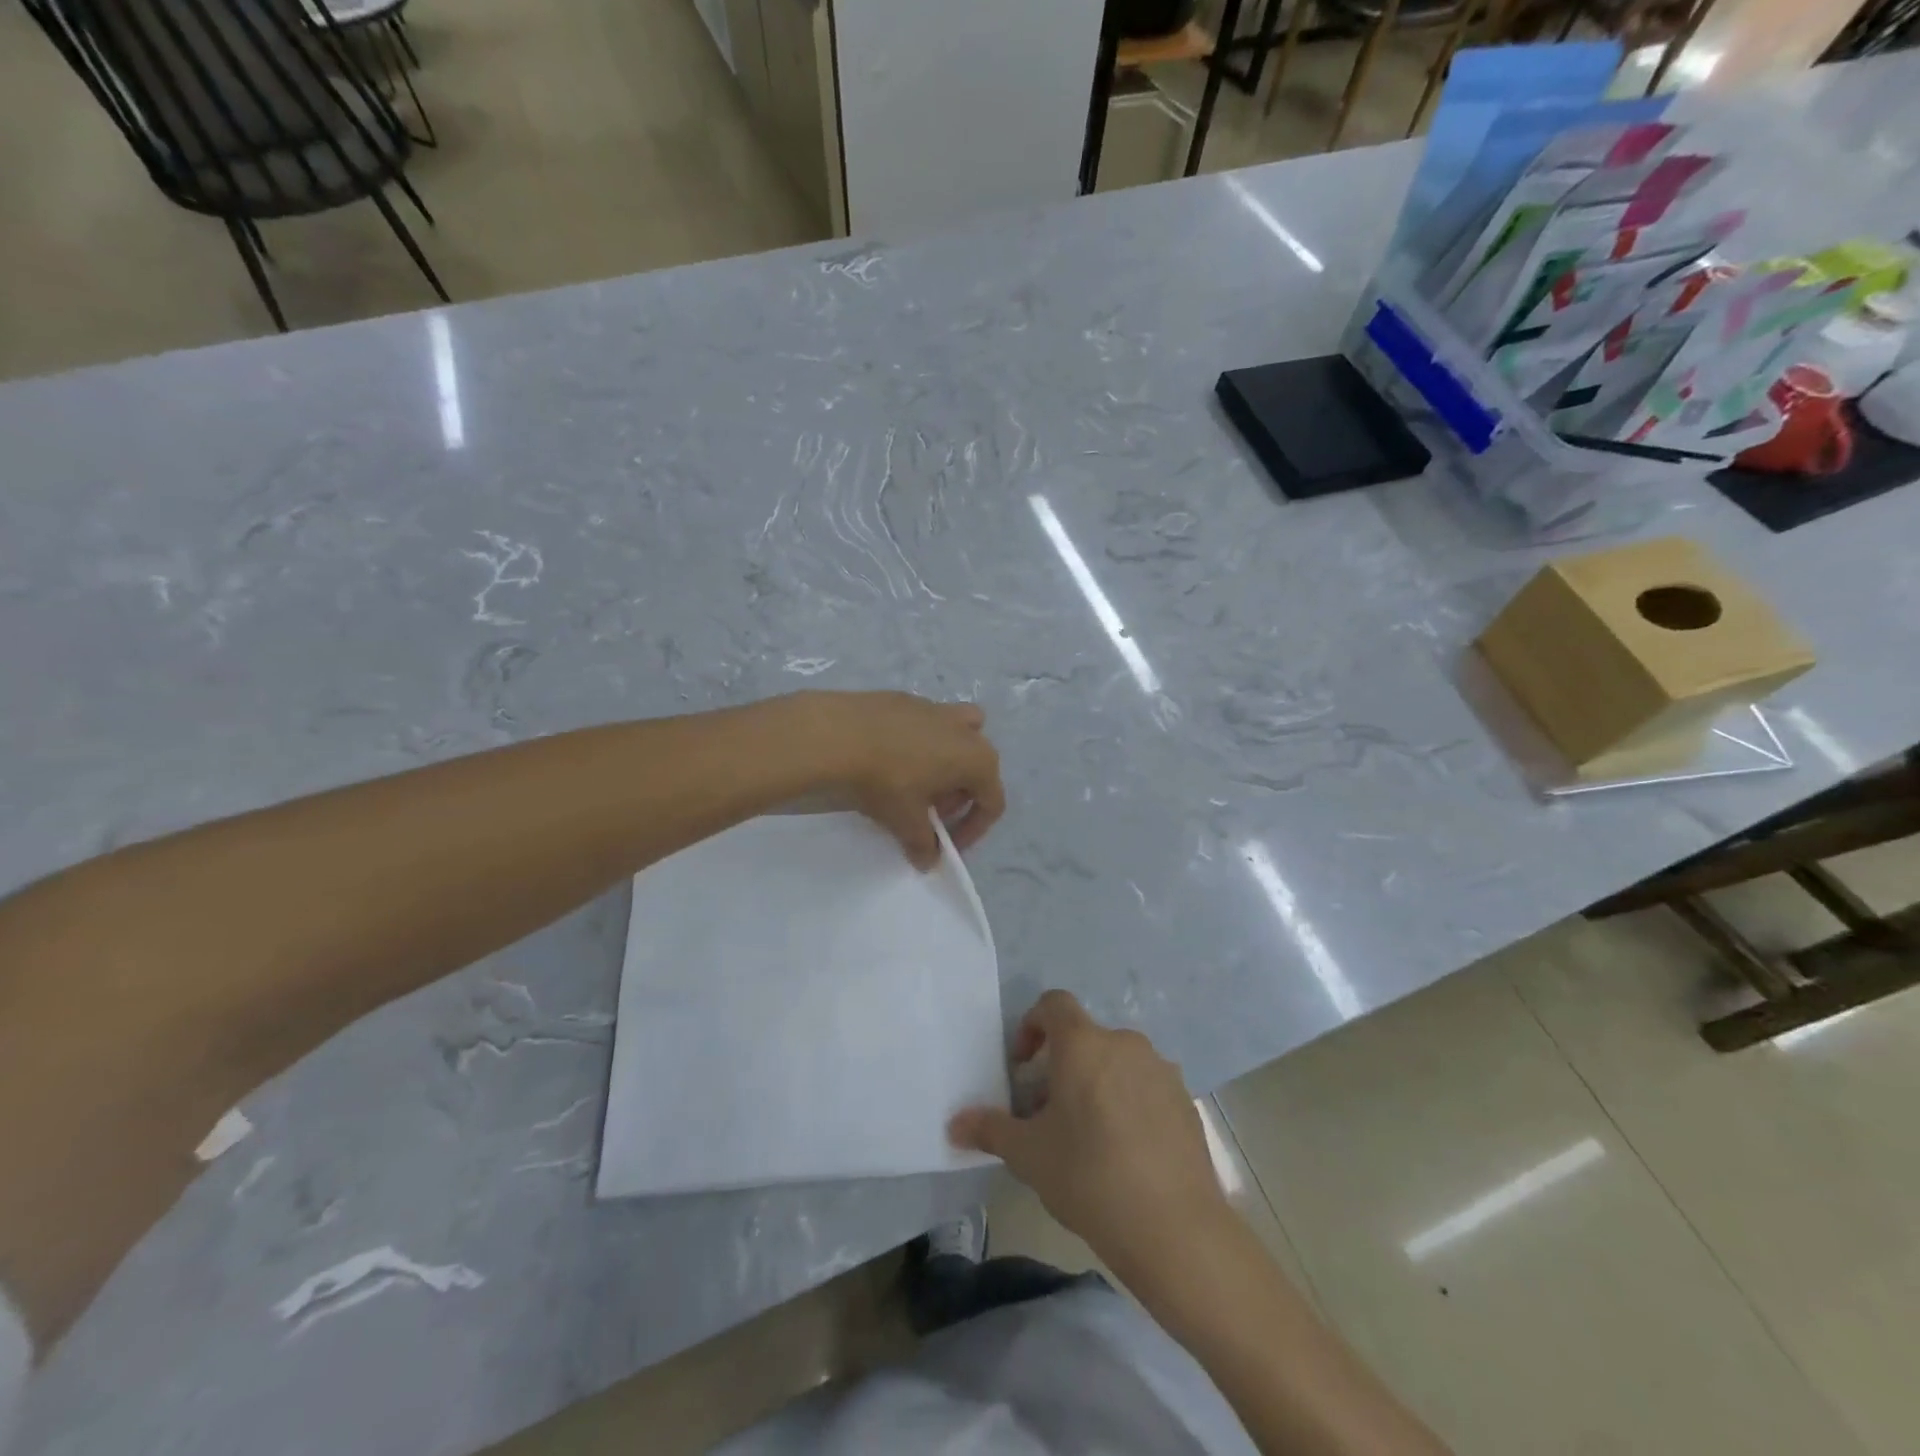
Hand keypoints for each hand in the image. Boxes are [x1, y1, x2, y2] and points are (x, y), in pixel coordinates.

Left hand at [783, 691, 1004, 869]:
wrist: (836, 734)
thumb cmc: (885, 781)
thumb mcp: (906, 821)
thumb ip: (923, 843)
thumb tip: (928, 859)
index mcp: (977, 759)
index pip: (991, 802)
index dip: (973, 829)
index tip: (947, 845)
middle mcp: (965, 729)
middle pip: (977, 768)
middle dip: (958, 796)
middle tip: (929, 814)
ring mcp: (936, 708)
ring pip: (956, 737)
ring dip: (944, 763)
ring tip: (914, 783)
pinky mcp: (906, 699)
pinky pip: (924, 726)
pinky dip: (918, 745)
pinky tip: (887, 759)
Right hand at [949, 991, 1228, 1275]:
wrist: (1176, 1230)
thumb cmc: (1090, 1177)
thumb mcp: (1029, 1156)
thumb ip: (990, 1130)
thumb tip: (954, 1124)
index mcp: (1084, 1044)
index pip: (1053, 1004)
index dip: (1032, 1026)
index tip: (1023, 1067)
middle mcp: (1125, 1044)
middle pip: (1084, 1039)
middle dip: (1061, 1068)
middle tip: (1047, 1115)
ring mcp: (1161, 1071)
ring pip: (1116, 1064)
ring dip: (1095, 1085)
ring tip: (1086, 1137)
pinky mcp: (1186, 1101)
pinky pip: (1145, 1088)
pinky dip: (1128, 1104)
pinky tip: (1124, 1153)